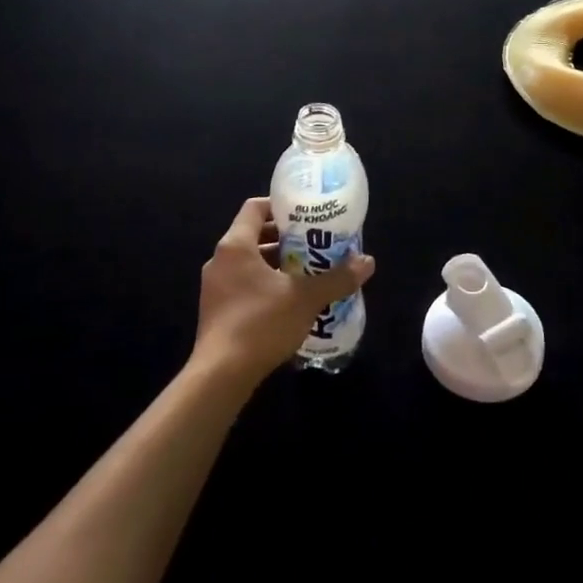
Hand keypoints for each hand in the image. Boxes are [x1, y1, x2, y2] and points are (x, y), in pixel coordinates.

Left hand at [193, 197, 374, 388]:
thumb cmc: (260, 324)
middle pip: (254, 235)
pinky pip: (243, 285)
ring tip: (308, 271)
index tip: (306, 214)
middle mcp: (220, 260)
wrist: (220, 376)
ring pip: (249, 263)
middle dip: (285, 238)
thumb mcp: (305, 298)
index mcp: (235, 245)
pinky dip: (265, 285)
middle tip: (314, 243)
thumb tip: (367, 262)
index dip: (280, 206)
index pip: (255, 207)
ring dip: (277, 264)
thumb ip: (336, 278)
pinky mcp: (216, 311)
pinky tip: (290, 301)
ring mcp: (215, 287)